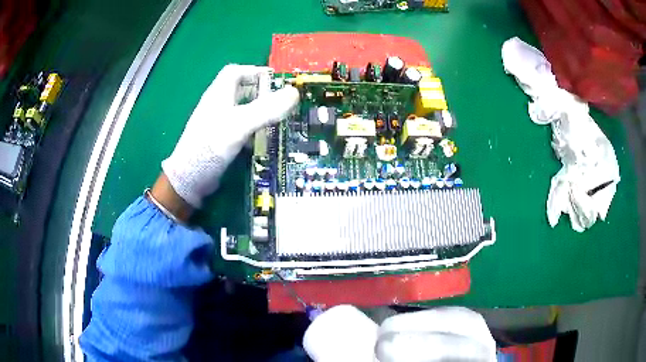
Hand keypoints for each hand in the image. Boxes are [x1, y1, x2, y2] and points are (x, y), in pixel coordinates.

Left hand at [160, 64, 299, 209]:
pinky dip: (251, 129)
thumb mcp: (240, 124)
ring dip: (257, 111)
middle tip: (280, 103)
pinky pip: (238, 126)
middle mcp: (216, 104)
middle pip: (239, 89)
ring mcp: (216, 122)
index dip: (254, 71)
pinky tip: (260, 140)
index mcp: (218, 93)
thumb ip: (267, 109)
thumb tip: (294, 92)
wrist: (189, 177)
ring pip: (240, 109)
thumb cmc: (211, 145)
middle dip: (260, 92)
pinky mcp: (218, 138)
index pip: (235, 71)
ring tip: (276, 120)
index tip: (275, 81)